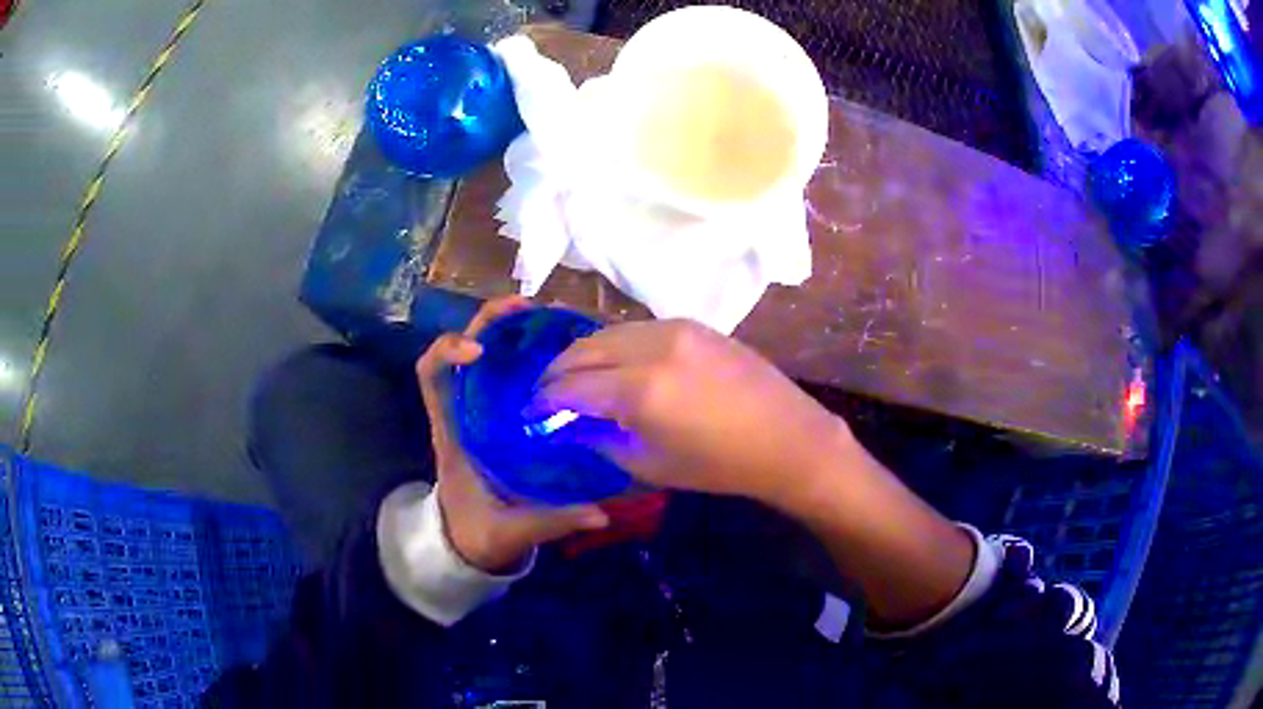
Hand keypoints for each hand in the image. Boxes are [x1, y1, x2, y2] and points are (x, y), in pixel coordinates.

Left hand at [416, 297, 608, 572]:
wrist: (468, 545)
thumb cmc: (477, 534)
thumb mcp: (511, 532)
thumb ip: (552, 521)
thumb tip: (600, 512)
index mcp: (453, 433)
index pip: (431, 374)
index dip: (447, 350)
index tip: (480, 350)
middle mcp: (463, 412)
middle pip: (462, 350)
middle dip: (489, 322)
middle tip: (528, 307)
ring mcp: (481, 412)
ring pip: (488, 356)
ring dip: (511, 331)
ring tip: (551, 318)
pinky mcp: (501, 418)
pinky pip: (509, 376)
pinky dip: (528, 356)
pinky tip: (561, 352)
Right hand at [535, 320, 855, 507]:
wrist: (787, 438)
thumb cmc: (720, 465)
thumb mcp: (651, 465)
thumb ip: (601, 438)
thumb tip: (571, 423)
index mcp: (639, 390)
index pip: (569, 386)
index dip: (543, 401)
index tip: (530, 414)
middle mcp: (651, 347)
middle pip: (582, 349)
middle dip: (556, 373)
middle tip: (547, 396)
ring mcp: (674, 328)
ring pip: (607, 332)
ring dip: (584, 355)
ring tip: (577, 380)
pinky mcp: (692, 323)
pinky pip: (636, 328)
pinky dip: (615, 345)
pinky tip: (615, 364)